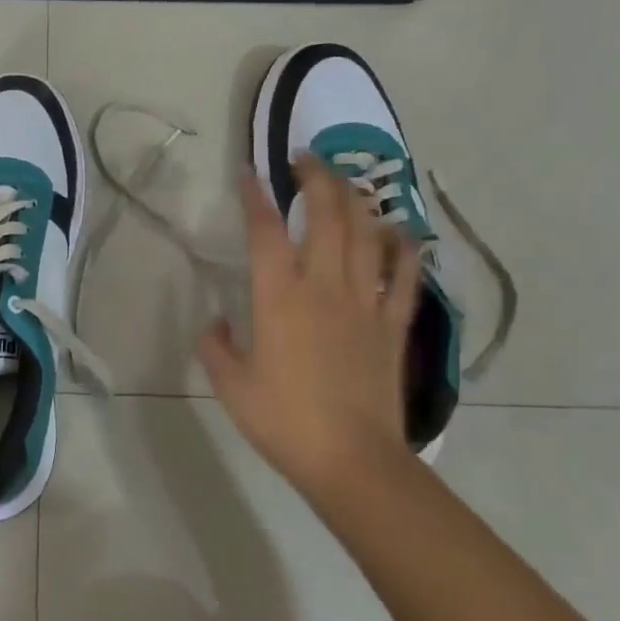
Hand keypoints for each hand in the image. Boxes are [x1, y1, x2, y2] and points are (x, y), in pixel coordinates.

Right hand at [198, 157, 420, 501]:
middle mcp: (324, 286)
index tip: (248, 173)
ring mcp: (366, 302)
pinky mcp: (393, 324)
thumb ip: (215, 345)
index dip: (255, 196)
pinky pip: (405, 275)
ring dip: (354, 200)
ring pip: (365, 234)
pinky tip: (399, 230)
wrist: (353, 461)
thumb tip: (214, 322)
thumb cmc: (284, 421)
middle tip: (305, 159)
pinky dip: (403, 247)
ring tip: (344, 182)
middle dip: (315, 178)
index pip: (265, 230)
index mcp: (279, 297)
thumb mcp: (230, 386)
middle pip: (325, 215)